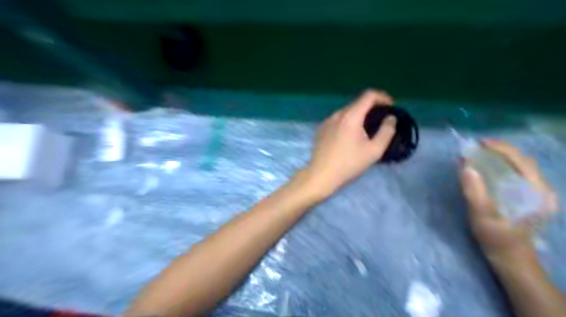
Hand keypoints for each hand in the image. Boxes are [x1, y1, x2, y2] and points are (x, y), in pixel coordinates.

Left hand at [303, 89, 394, 195]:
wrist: (321, 175)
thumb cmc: (349, 164)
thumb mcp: (374, 150)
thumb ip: (386, 131)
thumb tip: (390, 118)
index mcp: (351, 116)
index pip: (369, 95)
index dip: (383, 97)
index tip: (391, 107)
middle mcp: (337, 114)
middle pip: (357, 103)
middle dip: (372, 108)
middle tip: (381, 121)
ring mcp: (327, 121)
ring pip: (347, 112)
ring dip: (359, 116)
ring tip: (366, 130)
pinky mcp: (321, 129)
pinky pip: (338, 120)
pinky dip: (348, 122)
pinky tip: (349, 136)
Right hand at [462, 141, 558, 261]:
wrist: (511, 259)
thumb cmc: (497, 239)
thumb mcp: (482, 216)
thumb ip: (474, 191)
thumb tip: (466, 166)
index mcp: (537, 193)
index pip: (521, 161)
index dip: (500, 148)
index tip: (479, 143)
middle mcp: (541, 190)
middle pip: (521, 161)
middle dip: (497, 151)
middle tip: (475, 148)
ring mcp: (536, 193)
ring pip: (518, 167)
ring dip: (498, 158)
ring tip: (477, 155)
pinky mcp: (528, 197)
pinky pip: (514, 175)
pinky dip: (499, 167)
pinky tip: (485, 169)